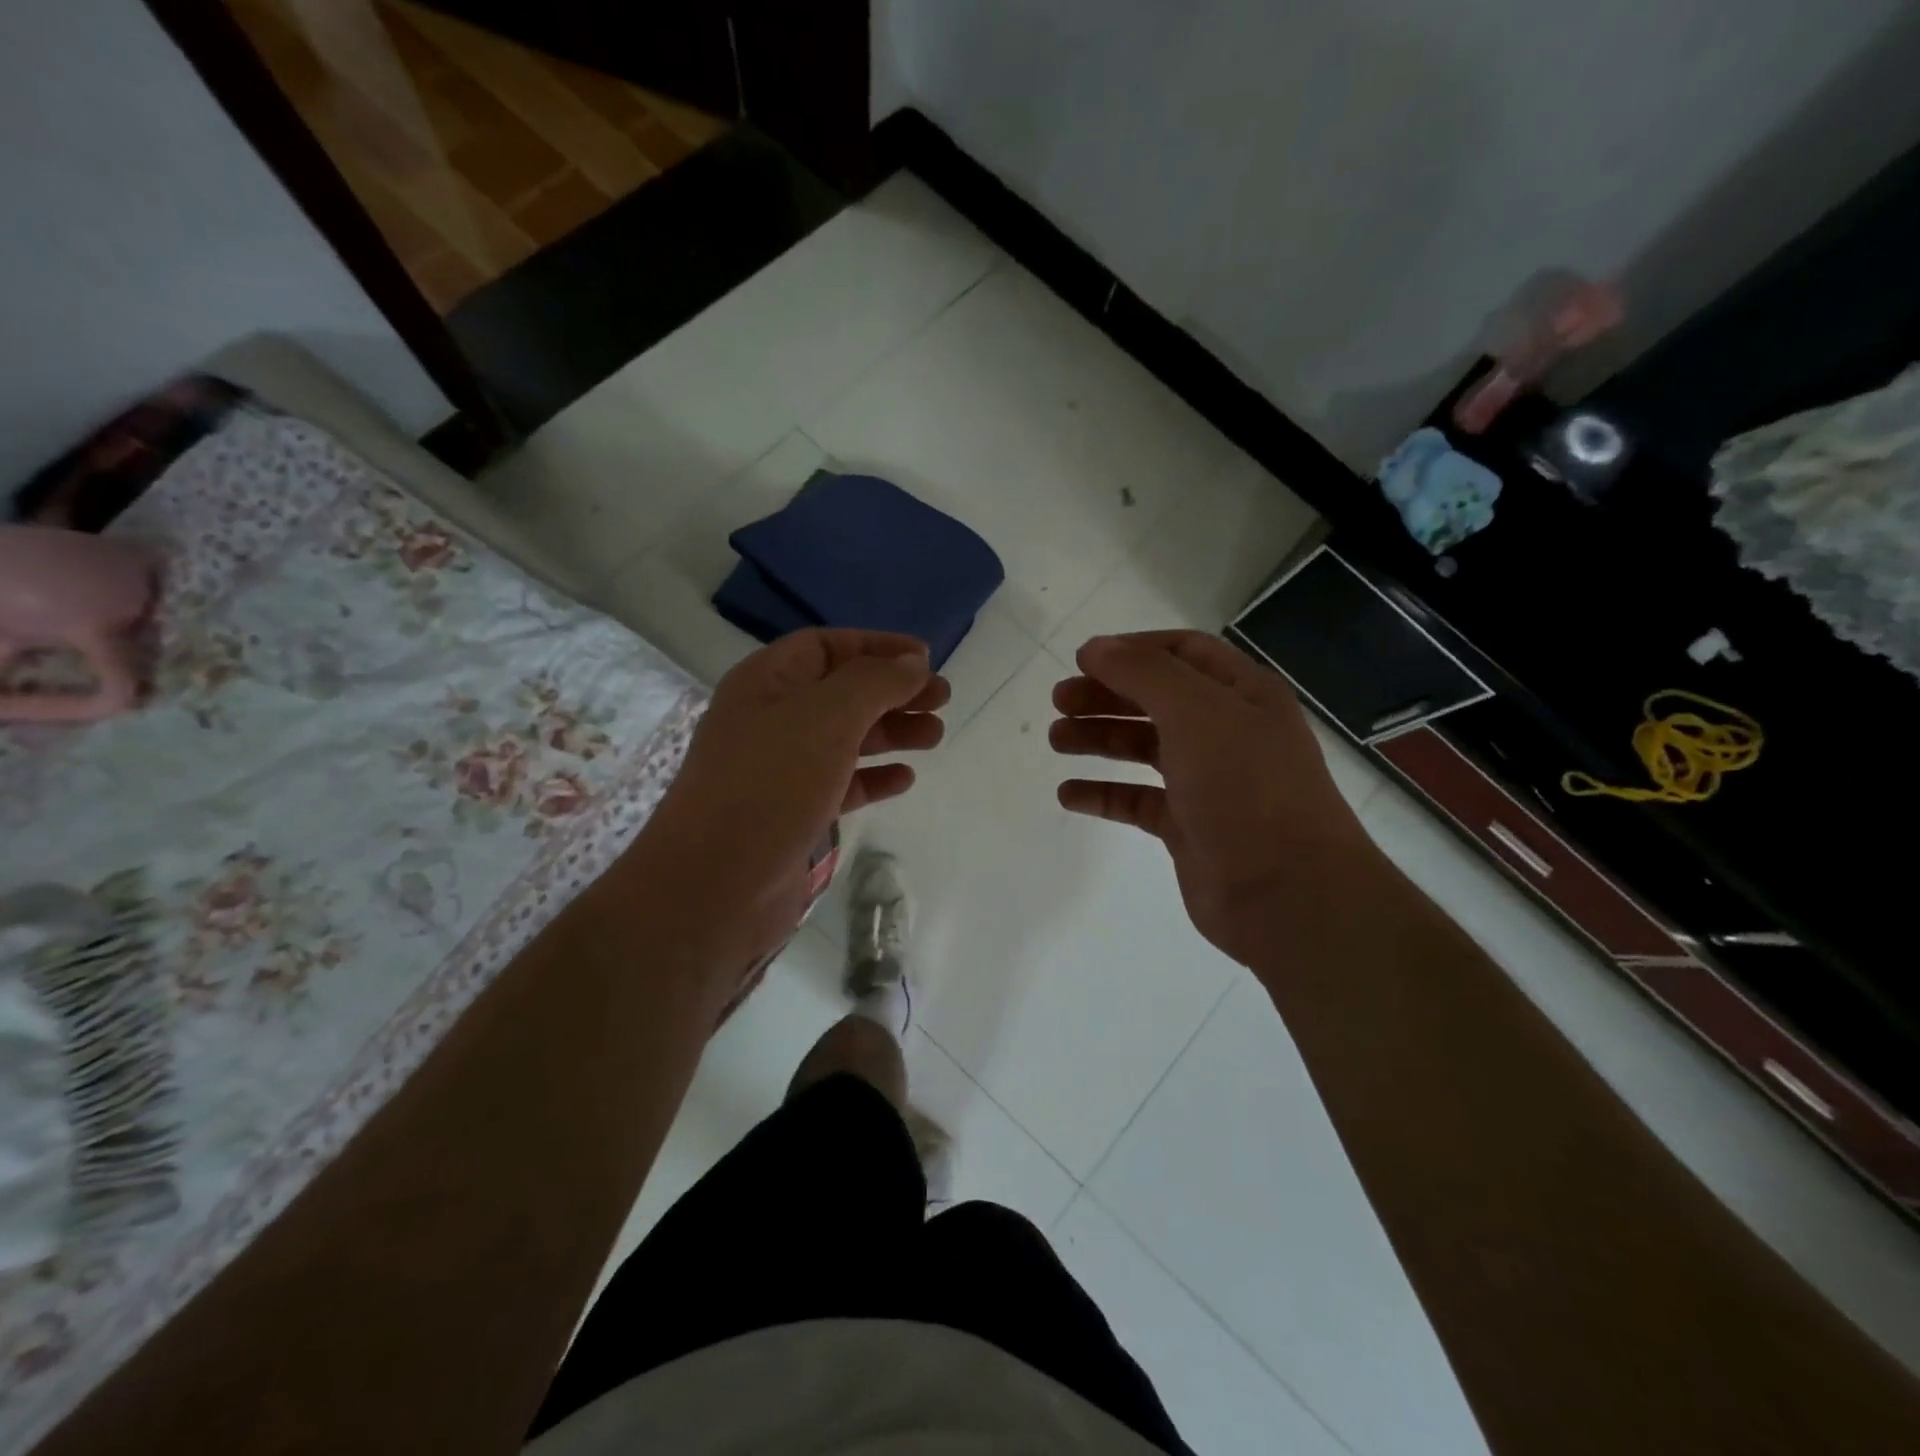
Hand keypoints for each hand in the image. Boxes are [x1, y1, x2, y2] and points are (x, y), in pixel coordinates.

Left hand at [641, 630, 946, 966]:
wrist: (715, 884)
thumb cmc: (770, 784)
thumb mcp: (827, 717)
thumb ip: (875, 682)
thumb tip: (913, 662)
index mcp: (767, 682)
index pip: (826, 646)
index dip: (877, 646)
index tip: (925, 658)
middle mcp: (771, 719)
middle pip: (842, 691)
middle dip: (893, 691)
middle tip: (942, 700)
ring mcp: (780, 769)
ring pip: (845, 738)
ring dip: (891, 732)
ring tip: (935, 736)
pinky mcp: (793, 812)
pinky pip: (841, 783)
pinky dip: (874, 777)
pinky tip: (905, 779)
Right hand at [1050, 631, 1370, 965]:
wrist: (1286, 892)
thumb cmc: (1246, 787)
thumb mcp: (1197, 712)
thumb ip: (1144, 673)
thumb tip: (1095, 647)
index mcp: (1243, 694)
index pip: (1183, 652)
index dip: (1133, 650)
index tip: (1083, 660)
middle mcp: (1227, 732)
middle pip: (1157, 699)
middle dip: (1107, 695)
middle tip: (1059, 701)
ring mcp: (1208, 782)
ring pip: (1144, 748)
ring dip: (1100, 738)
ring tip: (1057, 740)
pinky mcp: (1188, 827)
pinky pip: (1137, 800)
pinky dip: (1103, 793)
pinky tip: (1068, 794)